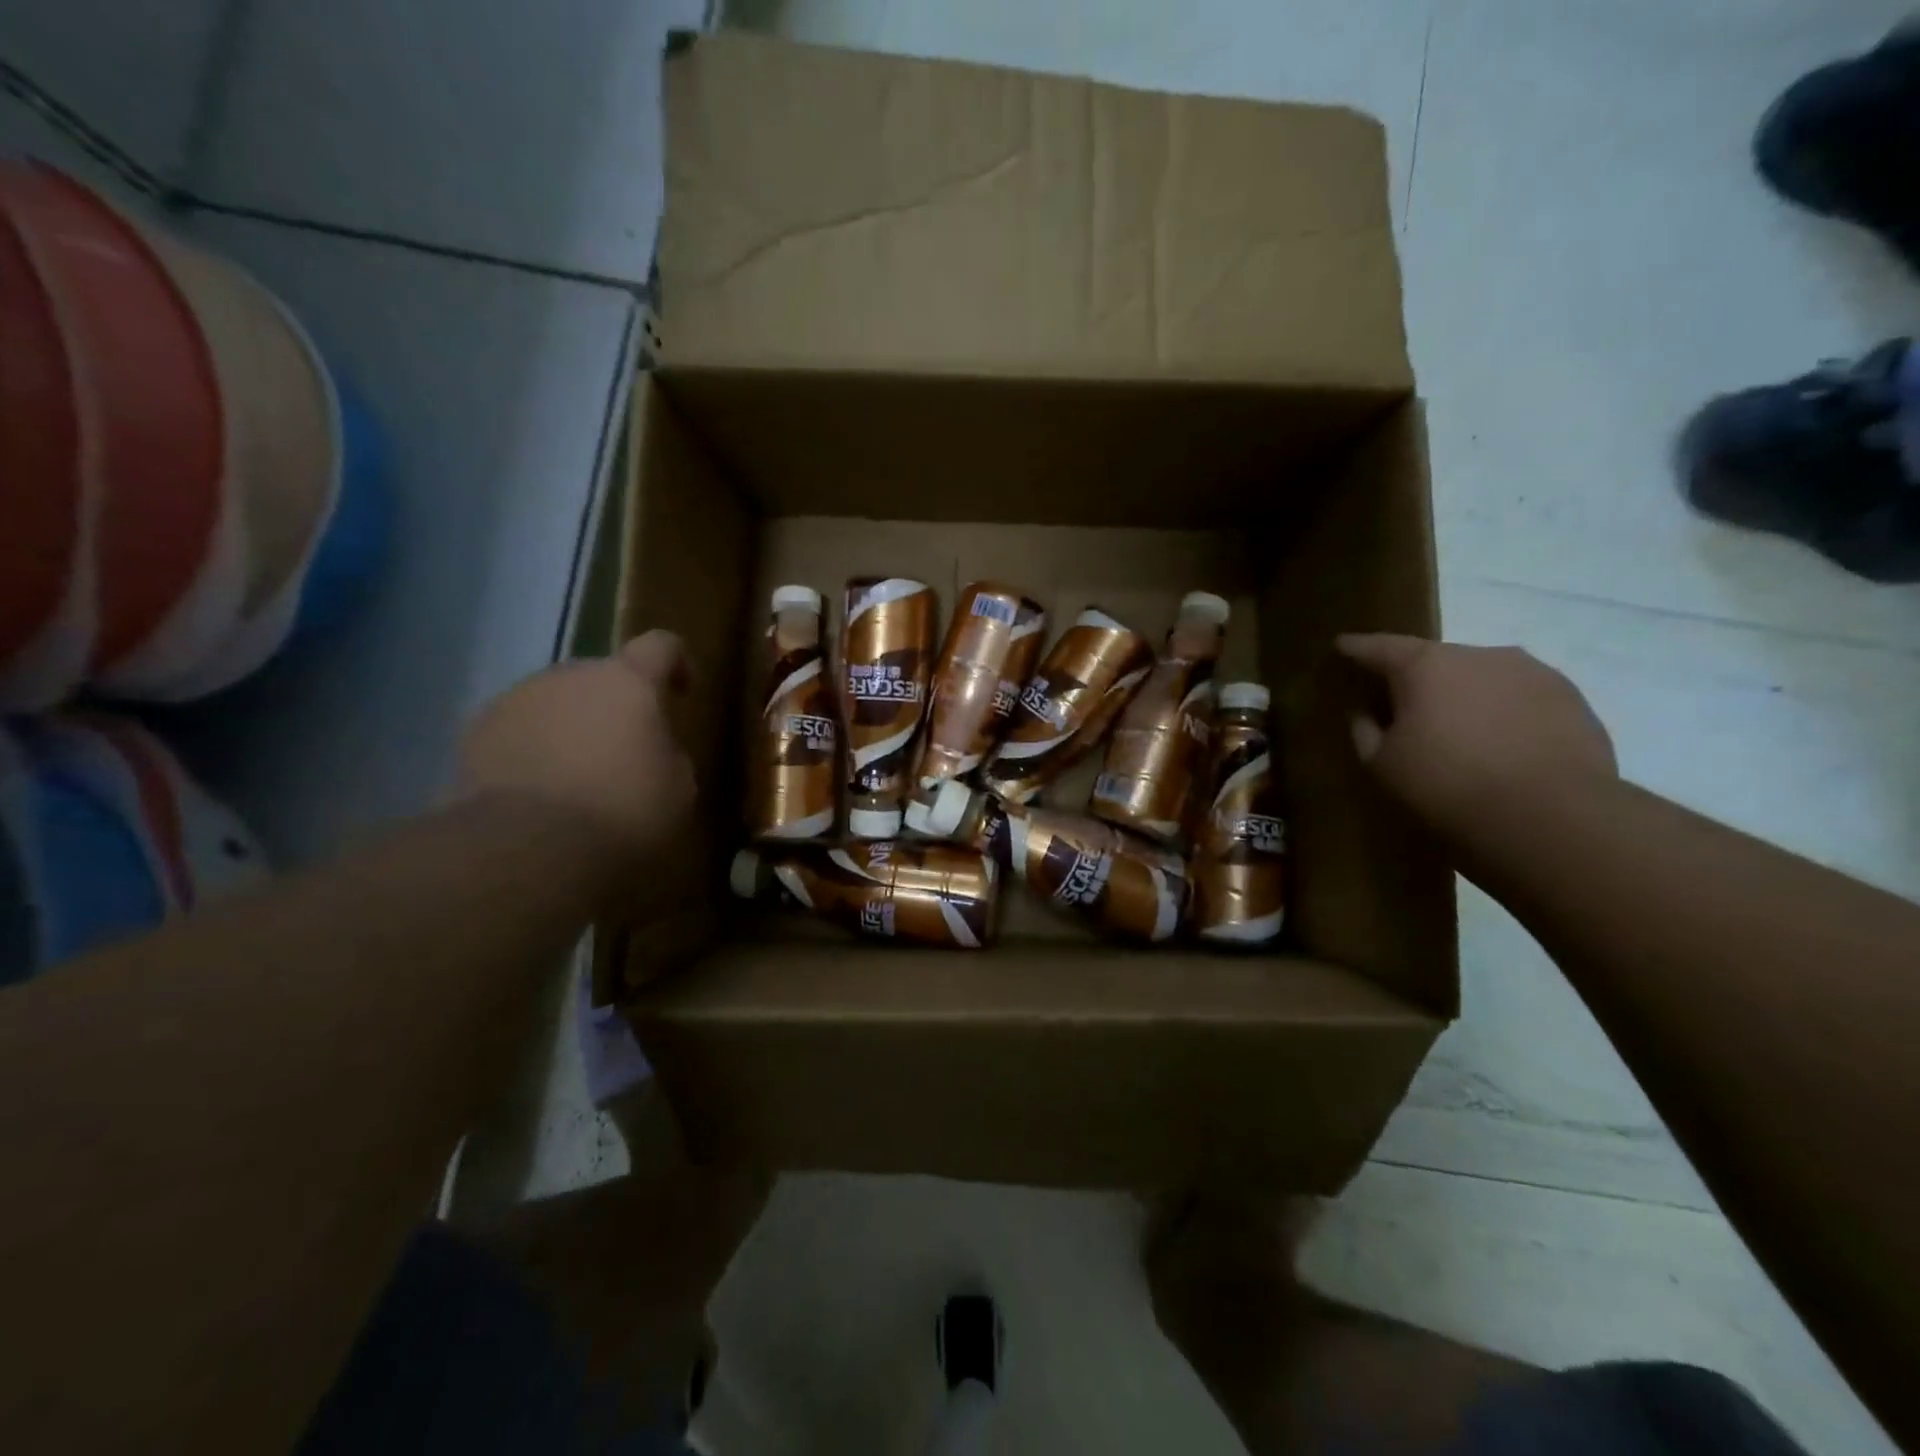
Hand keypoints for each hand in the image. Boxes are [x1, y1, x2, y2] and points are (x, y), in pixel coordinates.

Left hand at [459, 631, 695, 866]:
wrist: (527, 845)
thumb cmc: (622, 810)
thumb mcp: (678, 788)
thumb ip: (669, 754)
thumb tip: (653, 750)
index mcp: (628, 682)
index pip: (661, 646)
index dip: (676, 663)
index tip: (682, 694)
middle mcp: (571, 675)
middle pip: (602, 677)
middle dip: (616, 706)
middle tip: (626, 753)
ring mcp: (518, 699)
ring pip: (557, 702)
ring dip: (573, 726)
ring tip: (577, 776)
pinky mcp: (477, 730)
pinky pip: (519, 729)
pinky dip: (534, 749)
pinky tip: (540, 790)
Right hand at [1337, 634, 1615, 832]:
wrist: (1551, 817)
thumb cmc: (1446, 786)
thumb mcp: (1382, 764)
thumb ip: (1364, 729)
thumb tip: (1366, 711)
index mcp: (1425, 665)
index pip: (1379, 647)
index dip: (1357, 648)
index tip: (1342, 646)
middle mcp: (1479, 654)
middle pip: (1435, 659)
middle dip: (1415, 679)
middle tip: (1401, 705)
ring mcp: (1532, 672)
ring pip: (1482, 677)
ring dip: (1463, 695)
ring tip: (1457, 729)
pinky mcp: (1572, 698)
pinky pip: (1520, 698)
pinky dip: (1502, 713)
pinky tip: (1499, 744)